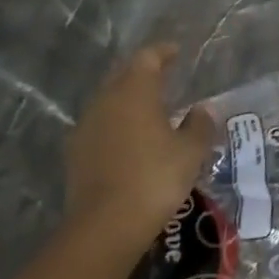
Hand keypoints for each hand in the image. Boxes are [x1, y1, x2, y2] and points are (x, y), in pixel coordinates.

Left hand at [65, 44, 215, 248]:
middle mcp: (106, 100)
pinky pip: (100, 125)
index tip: (176, 52)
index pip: (147, 57)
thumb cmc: (155, 178)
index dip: (163, 52)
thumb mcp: (190, 152)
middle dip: (143, 73)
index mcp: (135, 90)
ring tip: (150, 111)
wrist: (105, 226)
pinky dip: (116, 125)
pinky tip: (129, 140)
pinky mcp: (75, 153)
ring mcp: (86, 126)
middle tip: (164, 77)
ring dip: (128, 100)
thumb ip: (200, 125)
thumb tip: (203, 110)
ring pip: (109, 101)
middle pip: (124, 75)